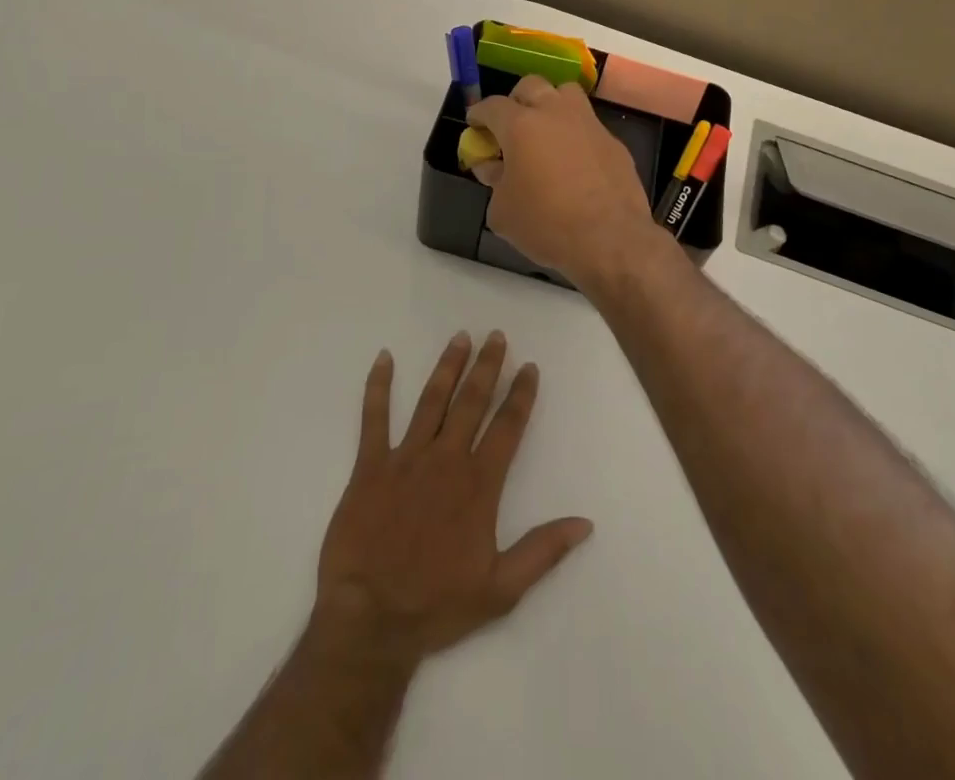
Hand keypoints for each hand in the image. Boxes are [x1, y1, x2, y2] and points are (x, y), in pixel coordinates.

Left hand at [314, 332, 592, 664]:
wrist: (370, 620)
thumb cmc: (436, 605)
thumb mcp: (501, 590)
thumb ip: (543, 551)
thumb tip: (585, 523)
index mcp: (478, 485)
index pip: (507, 427)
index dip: (521, 395)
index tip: (529, 367)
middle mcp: (445, 460)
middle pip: (471, 402)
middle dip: (487, 366)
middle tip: (496, 335)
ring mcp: (405, 458)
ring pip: (431, 400)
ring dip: (448, 366)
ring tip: (460, 337)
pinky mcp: (369, 466)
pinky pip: (374, 418)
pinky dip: (378, 387)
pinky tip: (383, 358)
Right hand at [466, 76, 665, 289]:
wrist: (610, 240)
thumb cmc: (546, 224)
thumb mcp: (502, 211)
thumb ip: (494, 181)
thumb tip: (492, 167)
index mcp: (521, 125)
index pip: (492, 105)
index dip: (479, 114)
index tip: (475, 125)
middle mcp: (555, 113)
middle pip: (531, 86)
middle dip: (516, 101)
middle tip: (510, 126)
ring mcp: (589, 124)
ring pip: (566, 94)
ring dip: (551, 105)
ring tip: (545, 133)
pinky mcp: (614, 142)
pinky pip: (589, 126)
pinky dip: (576, 135)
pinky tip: (574, 162)